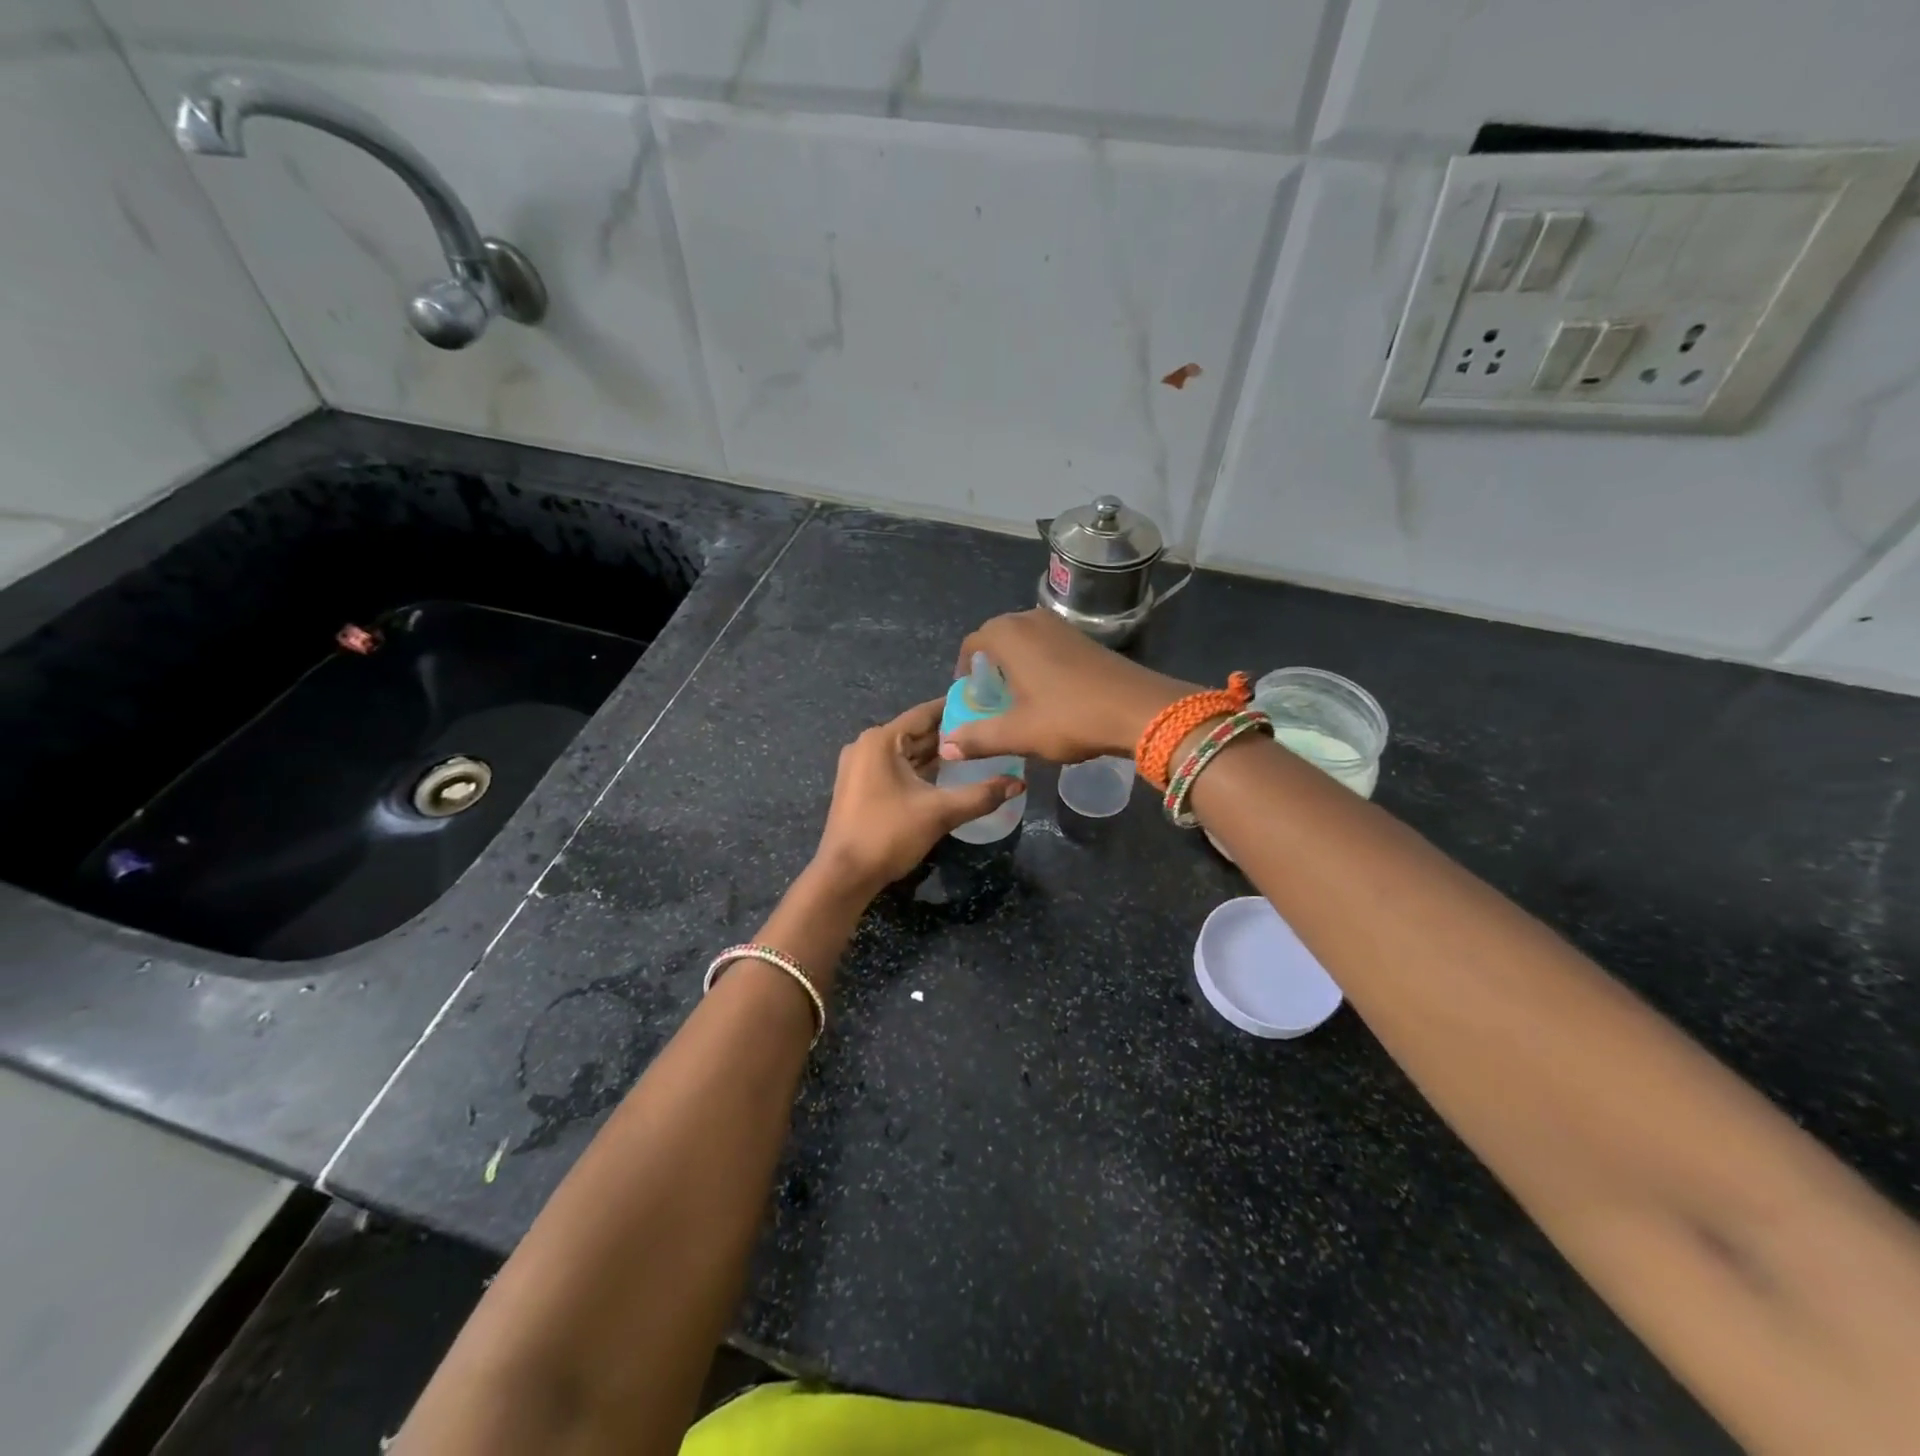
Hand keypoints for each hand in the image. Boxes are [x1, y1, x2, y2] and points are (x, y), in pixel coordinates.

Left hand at [812, 699, 1022, 895]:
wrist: (844, 875)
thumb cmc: (888, 834)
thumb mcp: (940, 813)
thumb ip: (981, 795)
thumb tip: (1019, 783)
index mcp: (881, 740)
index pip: (925, 713)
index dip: (956, 709)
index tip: (986, 704)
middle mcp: (867, 745)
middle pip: (916, 732)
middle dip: (950, 734)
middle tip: (987, 731)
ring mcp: (860, 766)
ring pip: (906, 752)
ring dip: (936, 754)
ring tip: (974, 751)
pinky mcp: (860, 786)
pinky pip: (896, 768)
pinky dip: (920, 769)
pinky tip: (947, 775)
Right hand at [939, 610, 1196, 764]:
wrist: (1140, 710)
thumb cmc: (1069, 717)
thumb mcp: (1018, 733)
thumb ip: (977, 738)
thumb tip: (945, 745)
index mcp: (1009, 635)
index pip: (971, 643)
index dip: (964, 671)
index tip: (968, 698)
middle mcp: (1031, 620)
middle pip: (997, 638)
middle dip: (989, 668)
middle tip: (990, 701)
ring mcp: (1061, 626)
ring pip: (1024, 641)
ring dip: (1014, 665)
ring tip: (1017, 699)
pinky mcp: (1084, 638)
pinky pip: (1047, 645)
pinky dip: (1038, 664)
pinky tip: (1048, 695)